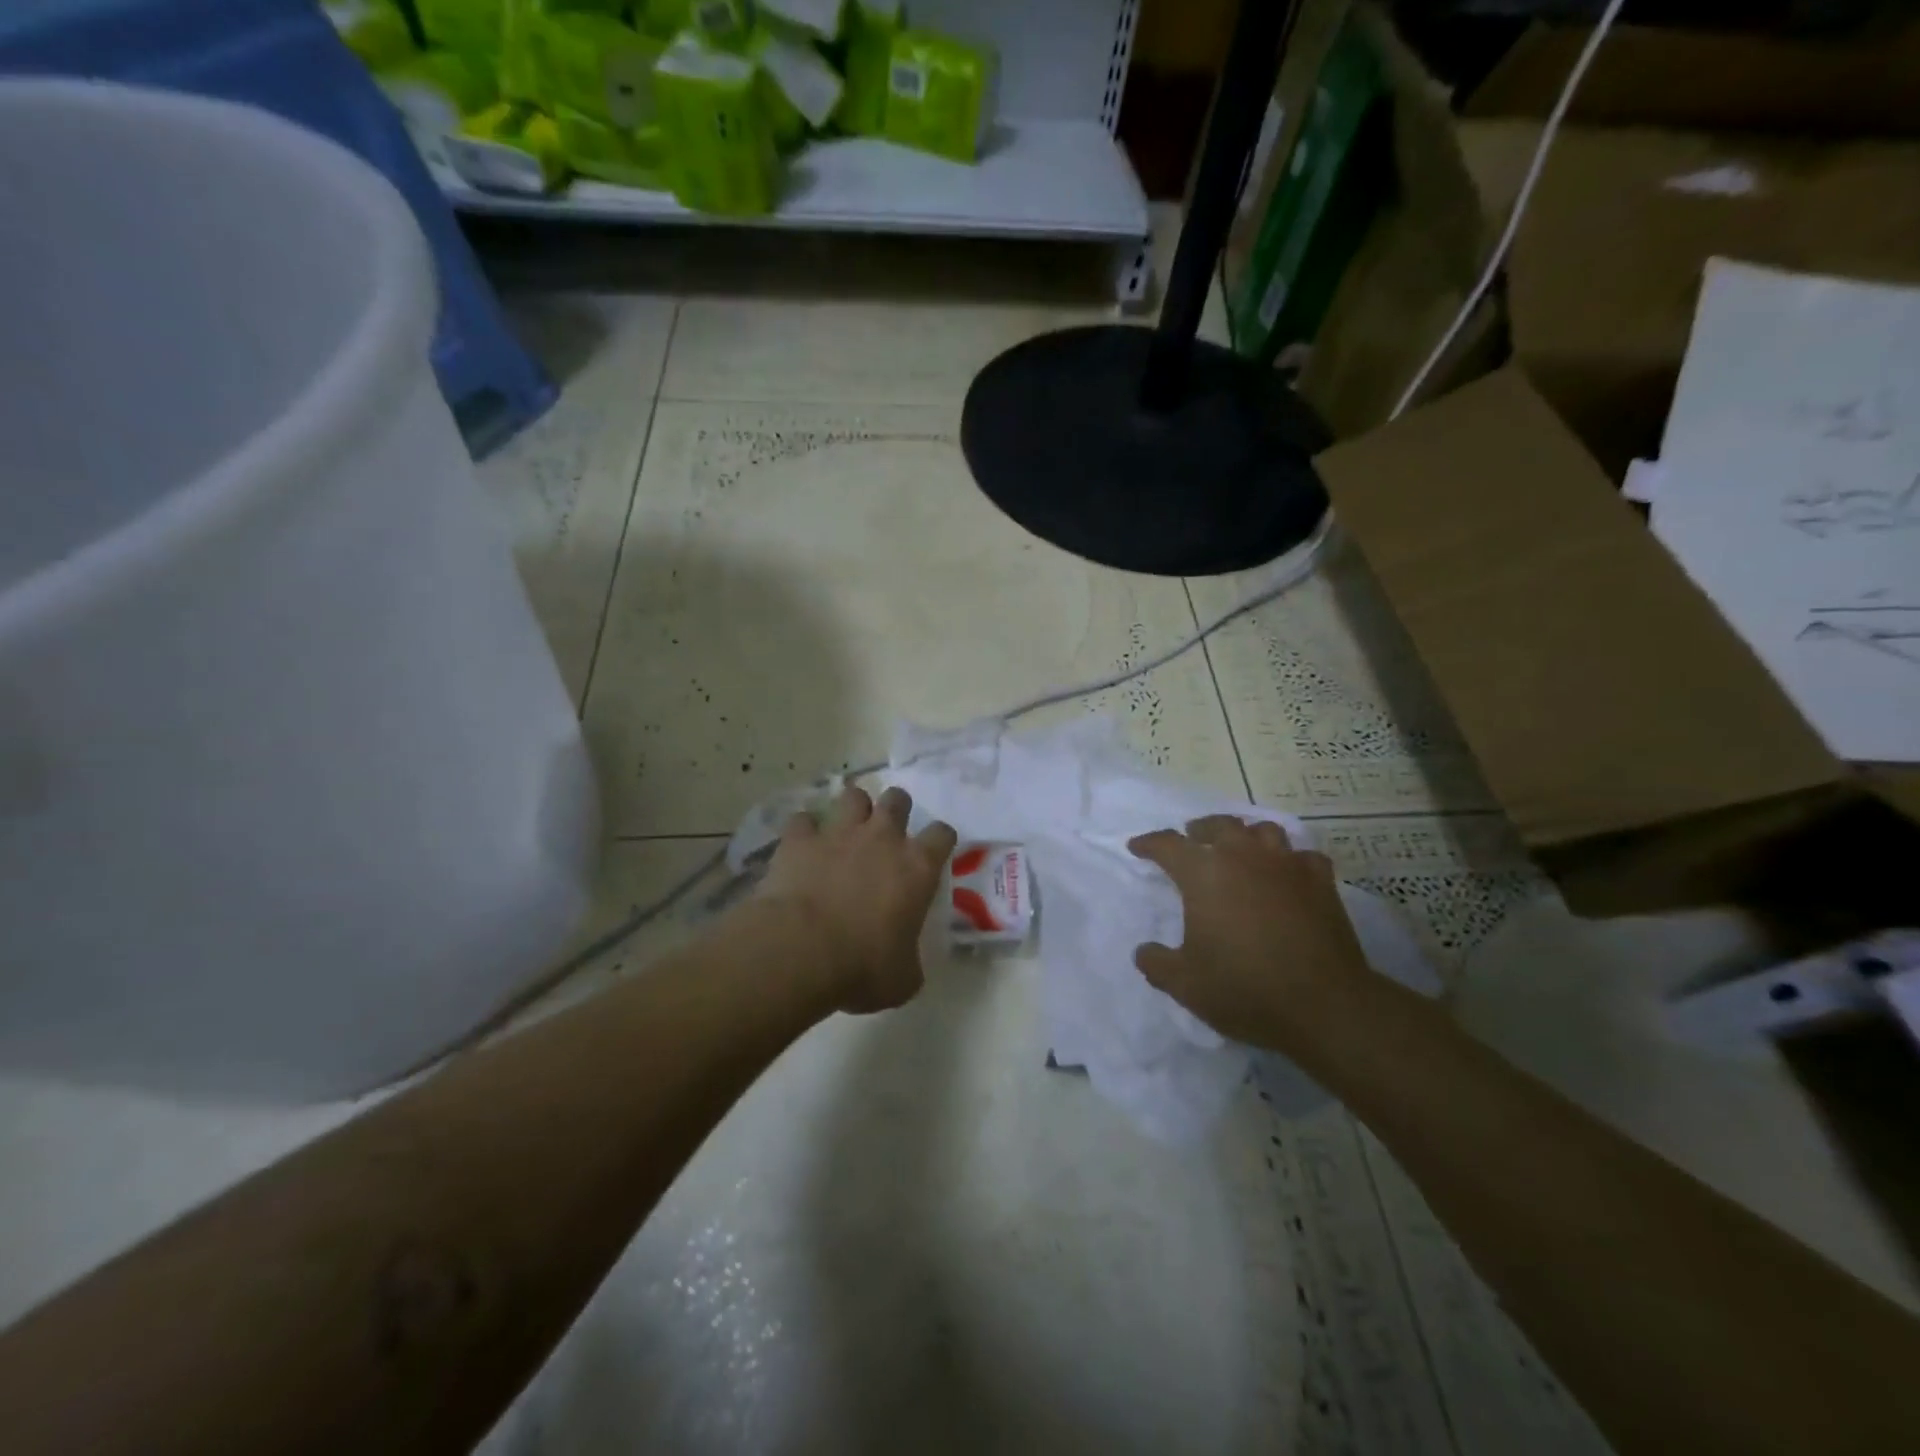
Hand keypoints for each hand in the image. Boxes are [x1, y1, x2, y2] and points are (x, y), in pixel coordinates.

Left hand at [756, 785, 957, 1014]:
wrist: (801, 951)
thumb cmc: (863, 967)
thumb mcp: (902, 978)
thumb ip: (909, 961)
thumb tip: (905, 963)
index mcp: (917, 868)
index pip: (942, 835)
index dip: (941, 839)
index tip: (934, 851)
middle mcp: (882, 839)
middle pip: (898, 800)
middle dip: (896, 808)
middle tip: (887, 830)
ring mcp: (839, 833)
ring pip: (853, 796)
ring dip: (852, 808)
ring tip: (846, 826)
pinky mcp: (800, 839)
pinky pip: (803, 820)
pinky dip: (804, 830)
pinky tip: (802, 844)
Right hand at [1129, 816, 1373, 1054]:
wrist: (1324, 1004)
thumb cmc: (1245, 988)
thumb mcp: (1184, 984)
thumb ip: (1156, 963)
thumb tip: (1144, 951)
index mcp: (1203, 873)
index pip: (1168, 845)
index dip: (1149, 844)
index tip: (1137, 848)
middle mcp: (1243, 857)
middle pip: (1218, 825)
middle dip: (1200, 829)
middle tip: (1192, 838)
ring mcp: (1286, 866)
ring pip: (1263, 831)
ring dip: (1246, 835)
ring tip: (1240, 848)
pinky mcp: (1321, 883)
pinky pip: (1303, 856)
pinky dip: (1291, 860)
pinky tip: (1288, 874)